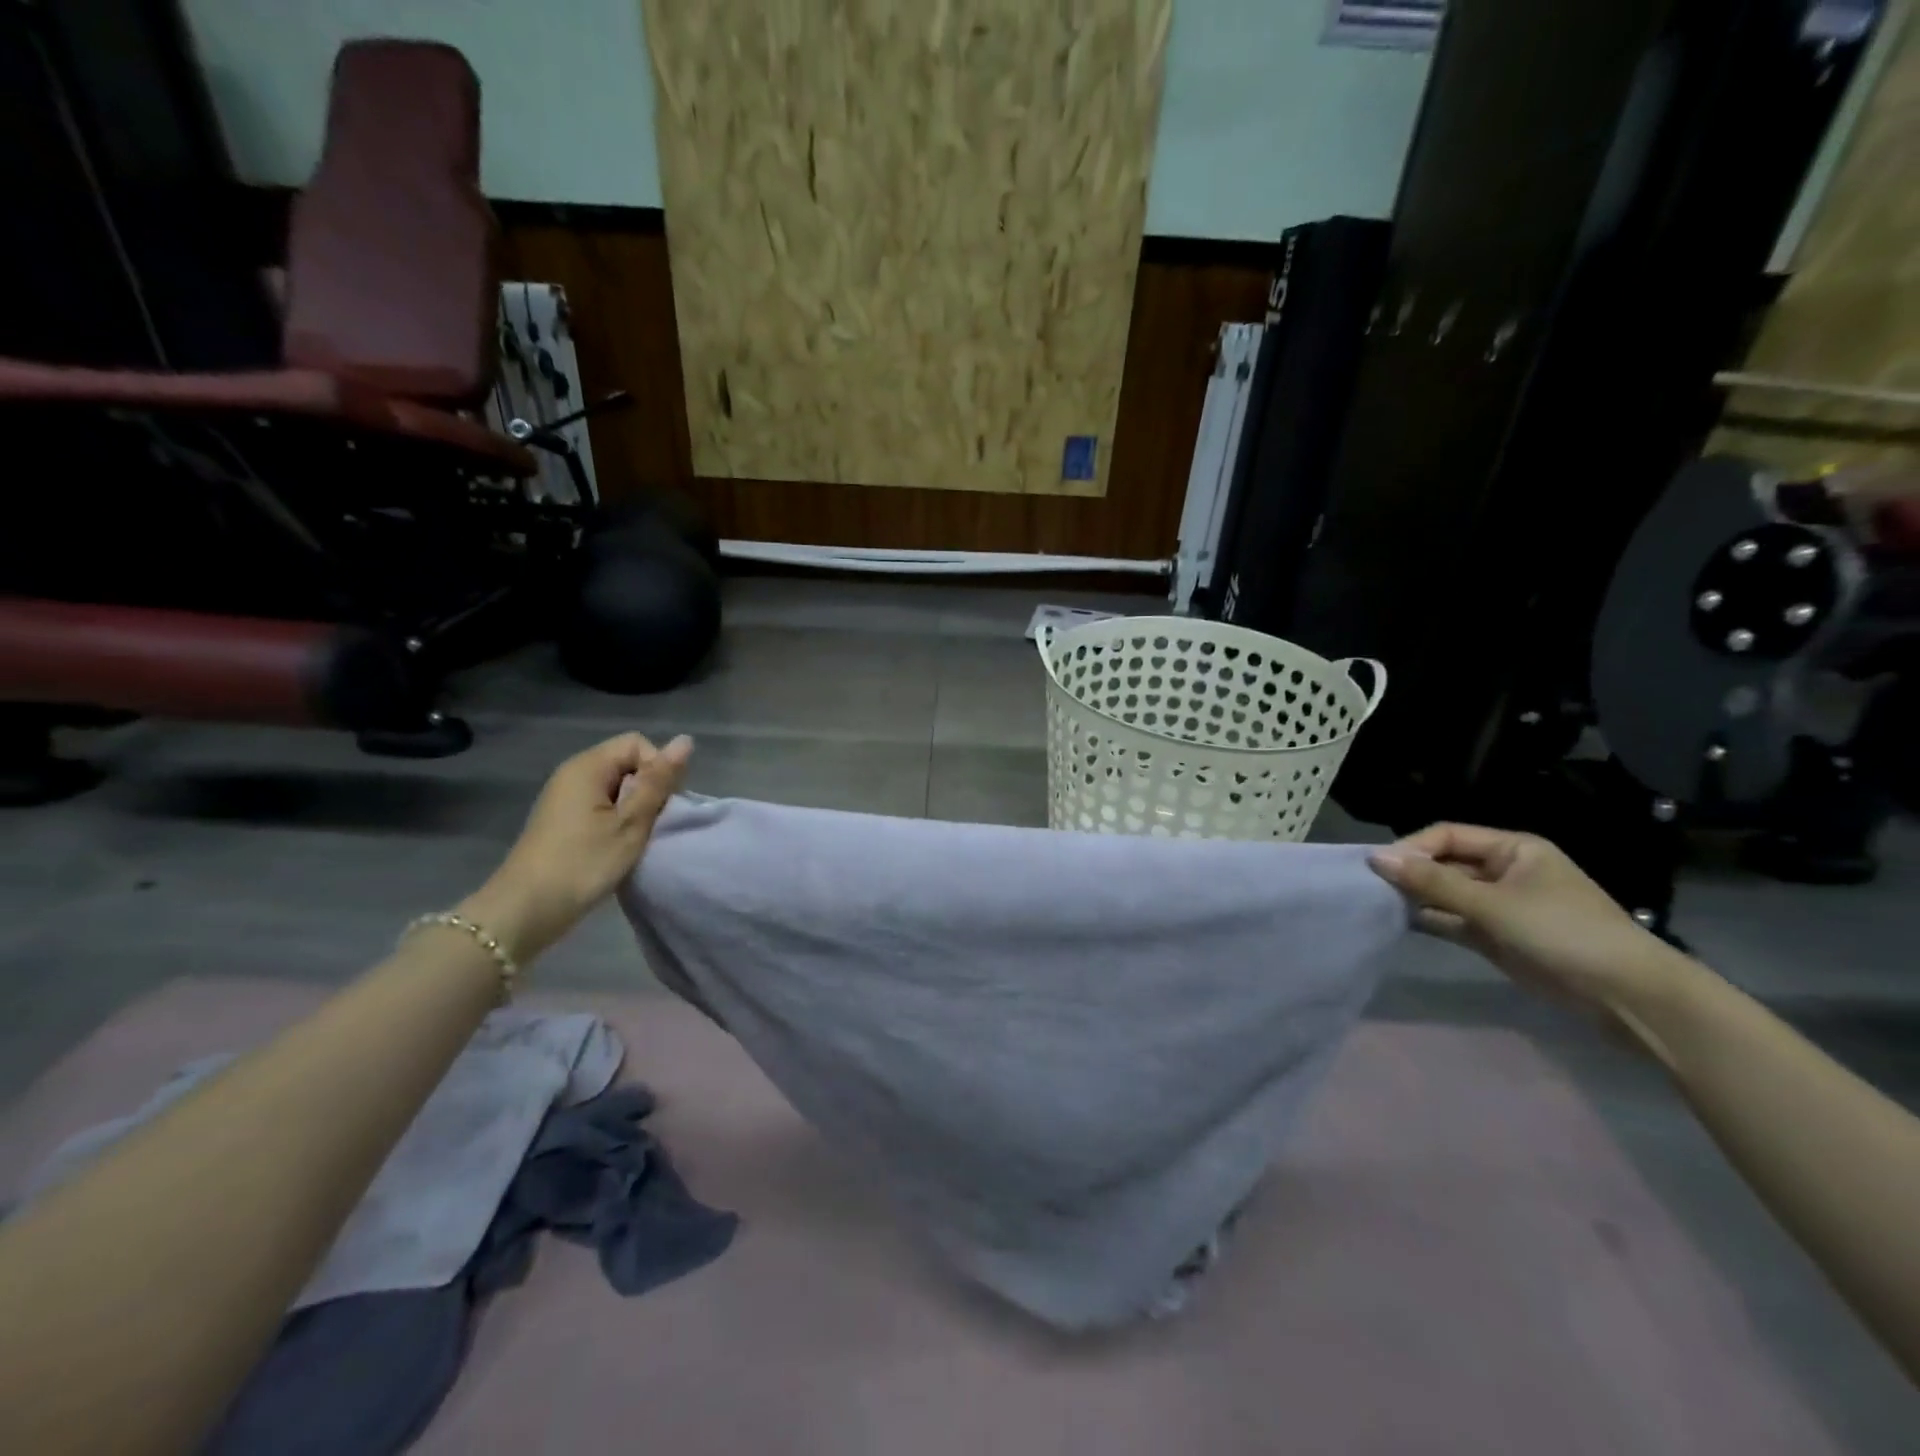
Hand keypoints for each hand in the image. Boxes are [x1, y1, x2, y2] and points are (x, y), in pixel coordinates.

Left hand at [460, 733, 691, 962]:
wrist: (526, 911)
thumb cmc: (583, 863)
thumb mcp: (631, 822)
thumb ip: (658, 782)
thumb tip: (685, 740)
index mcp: (588, 766)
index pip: (637, 744)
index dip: (657, 768)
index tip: (661, 804)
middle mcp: (573, 774)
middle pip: (626, 764)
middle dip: (647, 789)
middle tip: (650, 825)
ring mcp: (565, 798)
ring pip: (616, 788)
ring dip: (634, 809)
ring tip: (635, 839)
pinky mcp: (563, 821)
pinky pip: (601, 806)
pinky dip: (616, 822)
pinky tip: (617, 848)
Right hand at [1367, 823, 1689, 1021]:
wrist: (1628, 997)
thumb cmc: (1563, 933)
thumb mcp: (1492, 904)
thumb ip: (1432, 883)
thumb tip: (1376, 859)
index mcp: (1513, 849)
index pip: (1447, 835)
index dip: (1412, 848)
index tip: (1378, 868)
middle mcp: (1505, 871)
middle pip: (1445, 863)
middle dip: (1410, 874)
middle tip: (1371, 888)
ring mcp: (1502, 905)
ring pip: (1446, 893)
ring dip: (1417, 898)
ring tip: (1378, 905)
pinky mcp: (1498, 936)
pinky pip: (1454, 920)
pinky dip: (1431, 920)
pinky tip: (1400, 923)